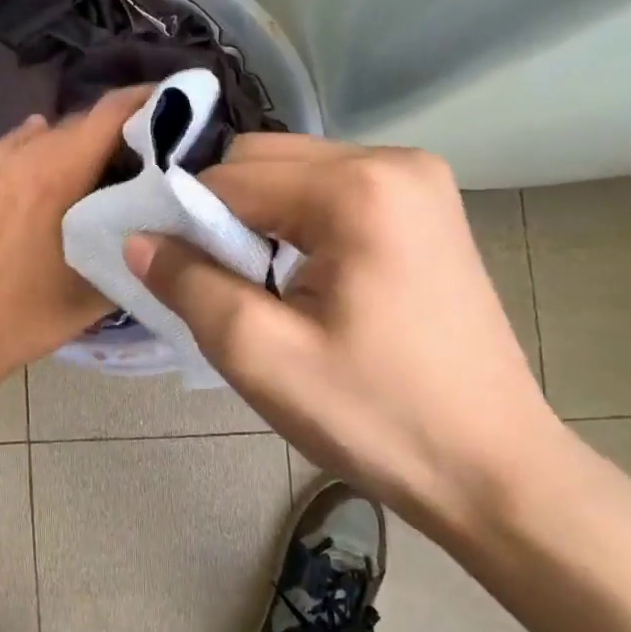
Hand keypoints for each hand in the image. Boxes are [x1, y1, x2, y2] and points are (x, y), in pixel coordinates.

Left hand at [0, 86, 152, 393]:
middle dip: (124, 125)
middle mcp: (25, 154)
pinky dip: (50, 146)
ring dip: (86, 139)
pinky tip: (63, 166)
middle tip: (158, 148)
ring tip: (114, 162)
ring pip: (52, 132)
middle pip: (84, 121)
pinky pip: (23, 144)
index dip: (149, 100)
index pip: (111, 112)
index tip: (181, 105)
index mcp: (56, 172)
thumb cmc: (27, 316)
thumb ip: (134, 243)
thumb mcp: (97, 289)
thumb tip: (163, 215)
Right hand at [124, 135, 564, 533]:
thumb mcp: (260, 357)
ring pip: (295, 174)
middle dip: (222, 214)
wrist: (493, 470)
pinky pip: (332, 193)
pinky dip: (296, 224)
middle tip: (216, 283)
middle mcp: (394, 162)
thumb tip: (137, 238)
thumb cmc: (376, 416)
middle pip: (264, 160)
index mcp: (358, 189)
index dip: (183, 219)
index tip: (166, 271)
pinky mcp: (426, 209)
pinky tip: (301, 279)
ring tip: (258, 287)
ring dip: (258, 219)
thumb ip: (188, 284)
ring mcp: (418, 182)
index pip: (230, 177)